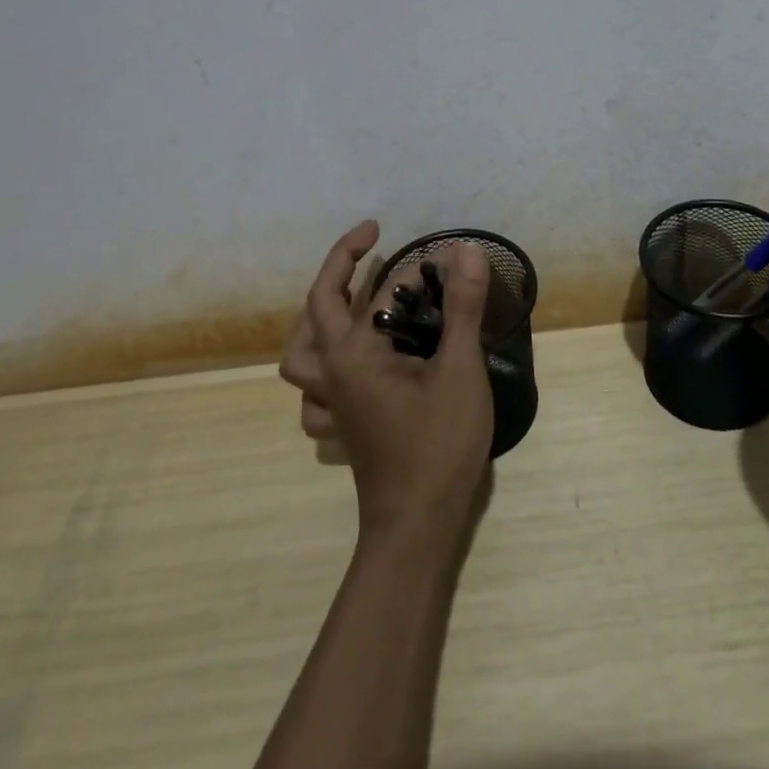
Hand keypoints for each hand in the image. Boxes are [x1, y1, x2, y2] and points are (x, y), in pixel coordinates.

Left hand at [281, 222, 495, 546]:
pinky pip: (314, 389)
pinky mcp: (343, 425)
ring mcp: (333, 402)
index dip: (387, 262)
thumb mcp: (458, 369)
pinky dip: (323, 368)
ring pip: (302, 351)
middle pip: (316, 308)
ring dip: (319, 316)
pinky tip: (350, 365)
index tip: (410, 242)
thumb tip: (465, 250)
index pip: (364, 291)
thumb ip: (461, 308)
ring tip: (349, 298)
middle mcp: (331, 373)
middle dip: (339, 266)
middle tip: (370, 243)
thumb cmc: (437, 444)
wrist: (416, 526)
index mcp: (352, 354)